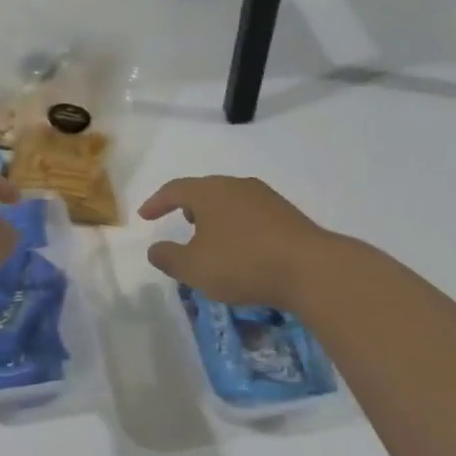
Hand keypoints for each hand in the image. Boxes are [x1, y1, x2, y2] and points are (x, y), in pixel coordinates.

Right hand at [139, 175, 334, 309]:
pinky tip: (242, 248)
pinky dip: (237, 226)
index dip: (157, 202)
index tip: (144, 216)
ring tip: (210, 238)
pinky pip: (251, 214)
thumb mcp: (195, 268)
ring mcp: (266, 198)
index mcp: (210, 192)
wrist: (310, 269)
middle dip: (189, 206)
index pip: (175, 189)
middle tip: (180, 221)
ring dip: (215, 217)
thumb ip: (169, 258)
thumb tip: (154, 249)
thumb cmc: (242, 263)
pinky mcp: (287, 215)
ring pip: (230, 201)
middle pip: (206, 190)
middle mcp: (237, 186)